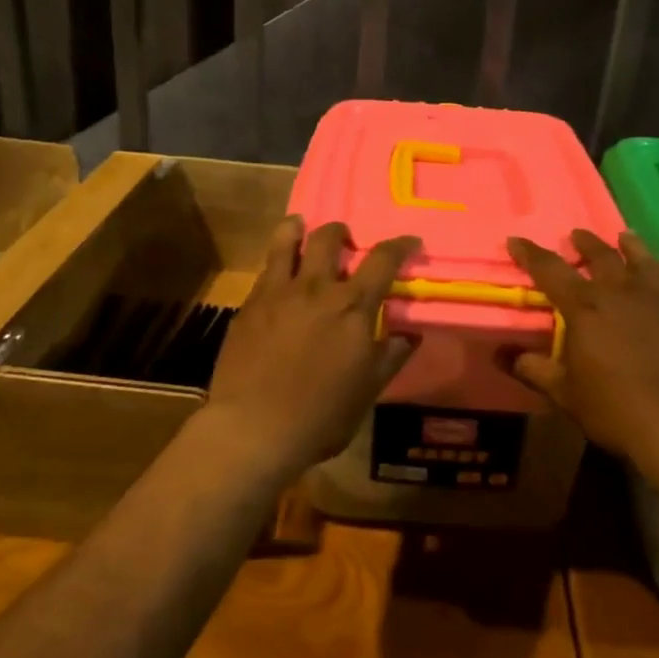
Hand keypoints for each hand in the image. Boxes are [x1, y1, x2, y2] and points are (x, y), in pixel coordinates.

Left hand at [203, 217, 421, 476]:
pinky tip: (278, 275)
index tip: (409, 242)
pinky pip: (265, 269)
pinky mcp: (249, 304)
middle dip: (342, 232)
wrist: (253, 428)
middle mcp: (316, 288)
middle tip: (346, 243)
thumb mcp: (367, 391)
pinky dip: (276, 261)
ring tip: (302, 230)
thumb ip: (390, 356)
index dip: (400, 245)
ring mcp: (277, 292)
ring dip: (299, 228)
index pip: (383, 260)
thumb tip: (409, 334)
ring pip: (288, 239)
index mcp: (353, 307)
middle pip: (330, 238)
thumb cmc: (320, 416)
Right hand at [507, 230, 658, 477]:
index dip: (530, 254)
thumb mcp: (565, 394)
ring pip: (641, 260)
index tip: (516, 241)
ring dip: (628, 246)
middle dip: (584, 244)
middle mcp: (621, 291)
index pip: (550, 270)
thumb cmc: (616, 410)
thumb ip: (533, 369)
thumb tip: (500, 353)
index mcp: (584, 308)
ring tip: (623, 237)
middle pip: (600, 256)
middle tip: (576, 235)